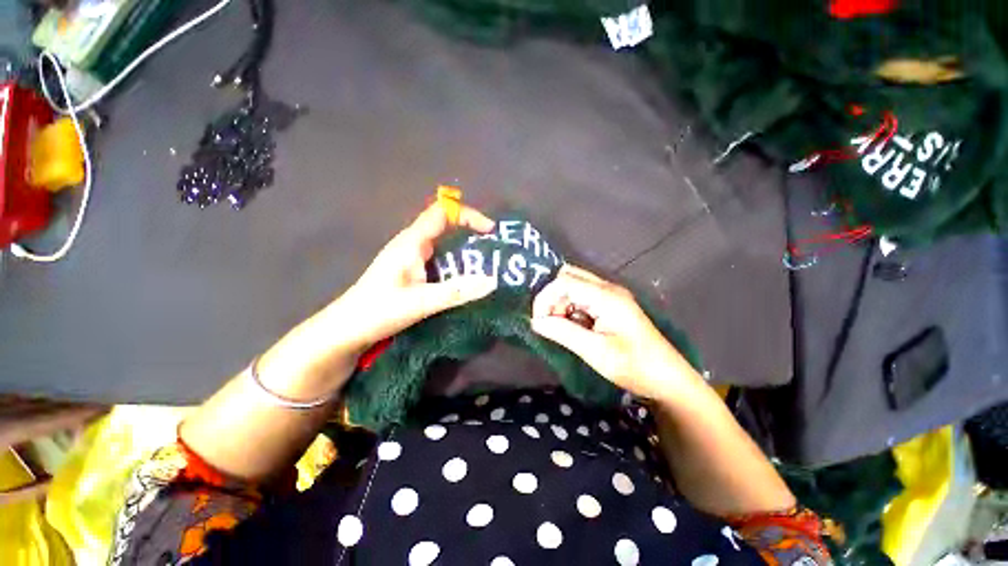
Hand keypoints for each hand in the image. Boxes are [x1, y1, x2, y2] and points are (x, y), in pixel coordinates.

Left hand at [330, 202, 498, 354]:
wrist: (347, 330)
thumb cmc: (378, 311)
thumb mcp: (420, 302)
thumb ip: (456, 292)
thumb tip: (493, 281)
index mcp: (412, 242)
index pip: (443, 213)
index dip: (468, 215)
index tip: (490, 231)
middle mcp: (412, 245)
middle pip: (445, 227)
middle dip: (471, 235)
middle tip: (493, 252)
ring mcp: (410, 258)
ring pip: (443, 246)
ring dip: (464, 253)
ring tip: (486, 268)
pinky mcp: (411, 272)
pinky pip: (439, 262)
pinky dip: (455, 267)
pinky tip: (465, 282)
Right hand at [531, 265, 699, 401]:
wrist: (668, 379)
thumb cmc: (634, 366)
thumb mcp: (596, 352)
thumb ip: (563, 332)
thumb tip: (535, 322)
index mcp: (606, 296)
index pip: (564, 281)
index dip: (545, 298)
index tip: (538, 322)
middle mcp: (607, 288)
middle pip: (568, 277)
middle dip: (552, 298)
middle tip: (550, 323)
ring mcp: (610, 295)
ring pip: (573, 286)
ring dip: (561, 304)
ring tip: (562, 329)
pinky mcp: (611, 305)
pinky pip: (582, 297)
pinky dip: (571, 309)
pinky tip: (575, 328)